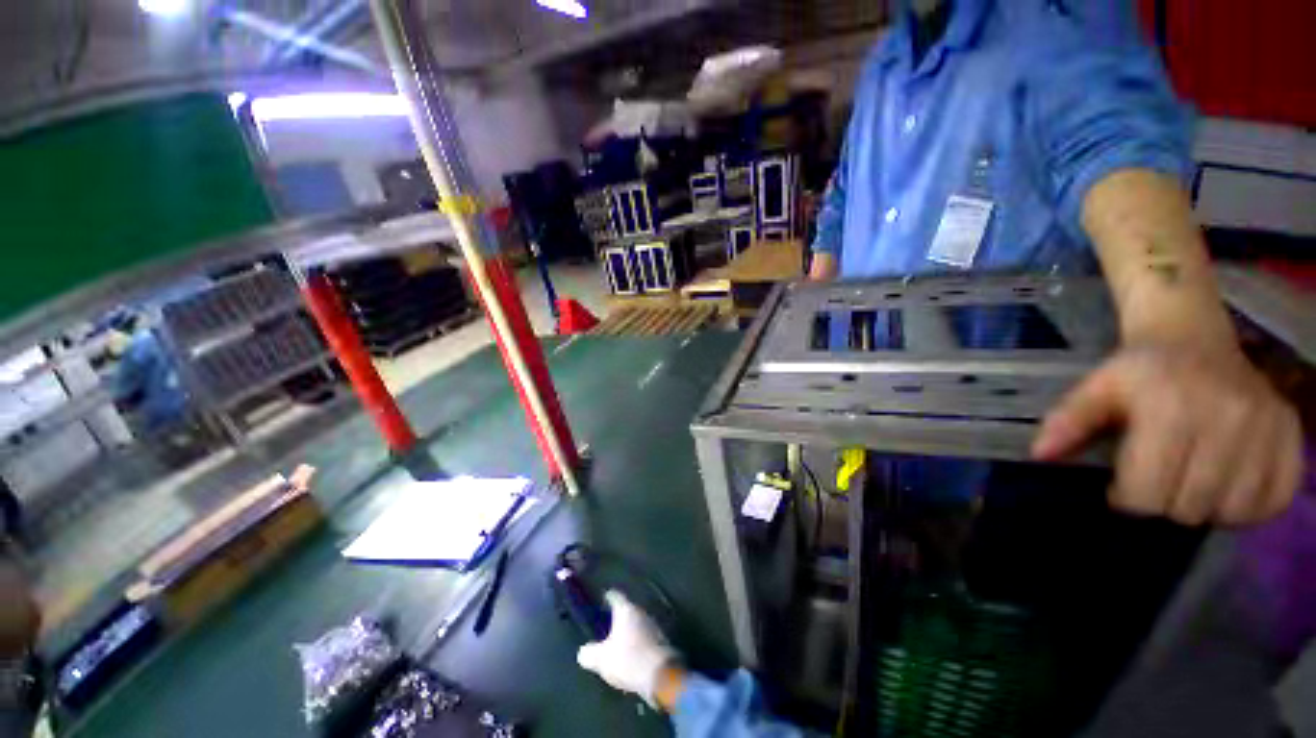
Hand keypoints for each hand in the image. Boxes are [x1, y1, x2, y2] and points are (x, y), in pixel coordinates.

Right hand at [576, 591, 676, 706]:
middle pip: (627, 610)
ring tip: (618, 644)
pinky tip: (632, 655)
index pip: (615, 596)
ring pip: (637, 623)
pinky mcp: (661, 641)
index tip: (601, 601)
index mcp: (626, 610)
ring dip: (629, 631)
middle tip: (606, 626)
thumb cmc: (628, 660)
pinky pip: (645, 637)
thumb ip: (589, 653)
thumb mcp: (601, 659)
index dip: (606, 597)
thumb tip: (583, 651)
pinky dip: (638, 643)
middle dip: (617, 618)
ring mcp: (654, 625)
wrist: (661, 676)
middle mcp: (641, 612)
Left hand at [1033, 344, 1304, 526]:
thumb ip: (1067, 422)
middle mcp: (1227, 419)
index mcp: (1170, 408)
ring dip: (1206, 510)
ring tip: (1188, 485)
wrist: (1192, 337)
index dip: (1128, 499)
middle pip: (1190, 507)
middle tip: (1156, 483)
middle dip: (1163, 505)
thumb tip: (1039, 455)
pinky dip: (1250, 508)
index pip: (1149, 493)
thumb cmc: (1138, 371)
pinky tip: (1226, 488)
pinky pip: (1277, 499)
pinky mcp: (1292, 434)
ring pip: (1233, 511)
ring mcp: (1266, 427)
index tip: (1121, 487)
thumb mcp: (1094, 388)